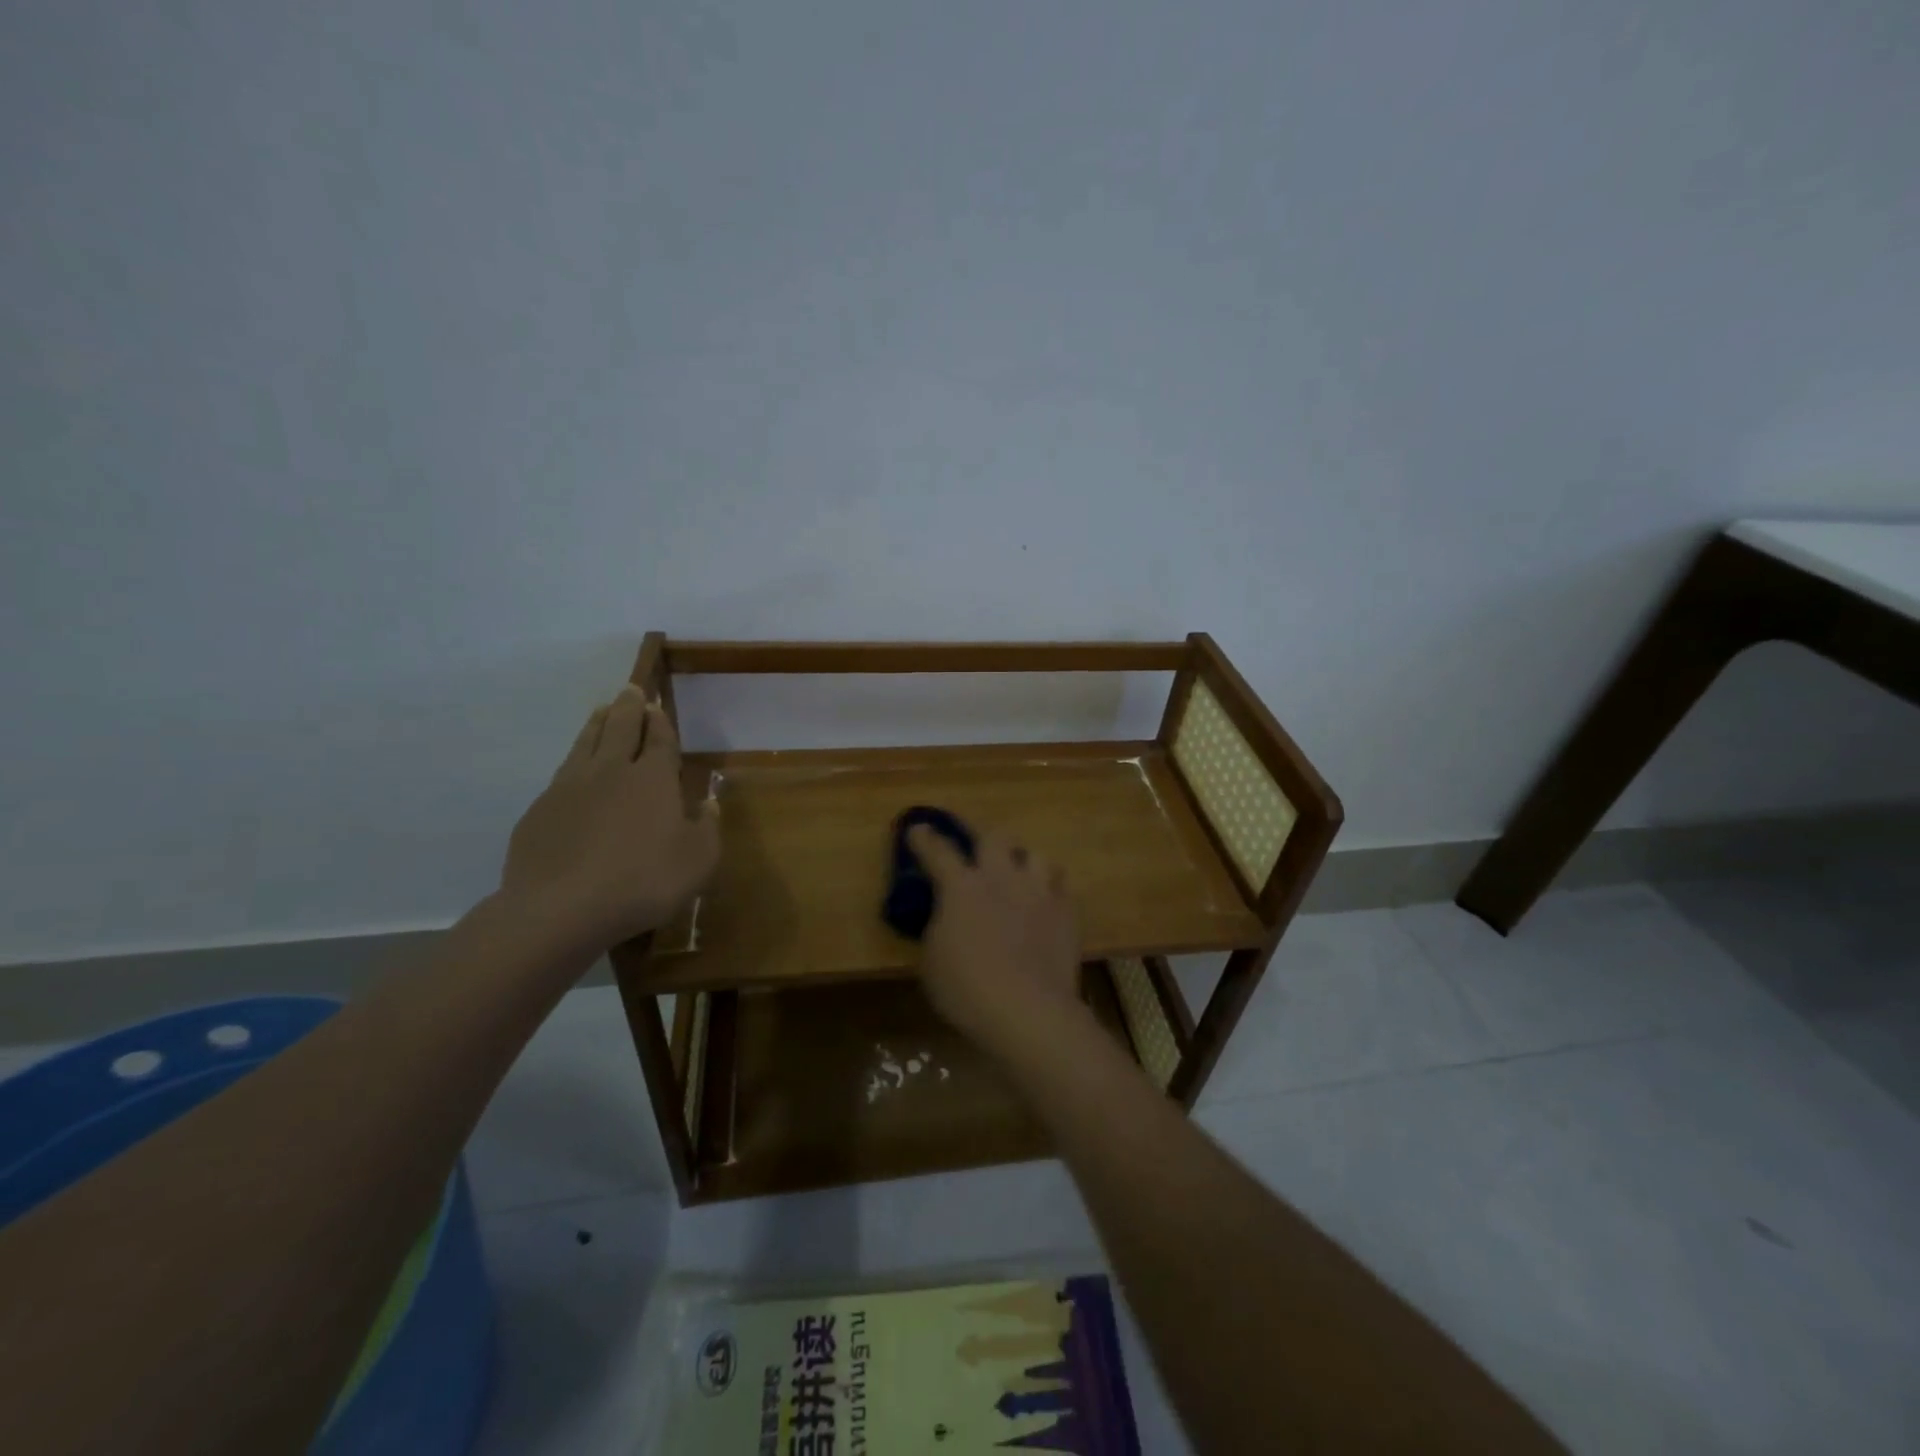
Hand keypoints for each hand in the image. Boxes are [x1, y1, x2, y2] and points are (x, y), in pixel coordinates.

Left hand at [501, 686, 720, 949]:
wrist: (561, 909)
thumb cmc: (644, 882)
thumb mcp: (698, 861)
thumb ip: (707, 827)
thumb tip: (709, 801)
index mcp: (653, 779)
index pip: (659, 739)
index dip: (660, 721)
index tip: (657, 705)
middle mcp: (611, 771)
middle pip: (621, 728)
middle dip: (629, 707)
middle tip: (631, 690)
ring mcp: (570, 788)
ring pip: (586, 743)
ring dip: (598, 723)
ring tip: (602, 710)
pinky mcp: (540, 810)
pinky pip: (562, 774)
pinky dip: (574, 761)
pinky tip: (574, 770)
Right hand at [908, 825, 1089, 1057]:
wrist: (1028, 1011)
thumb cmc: (967, 989)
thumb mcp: (932, 960)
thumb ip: (938, 927)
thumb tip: (945, 915)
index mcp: (962, 887)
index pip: (938, 851)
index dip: (925, 838)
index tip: (918, 828)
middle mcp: (1002, 878)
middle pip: (995, 836)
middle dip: (984, 840)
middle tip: (980, 854)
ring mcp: (1039, 892)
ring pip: (1036, 855)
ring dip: (1025, 863)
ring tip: (1020, 879)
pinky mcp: (1067, 912)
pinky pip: (1061, 888)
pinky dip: (1051, 893)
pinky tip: (1045, 908)